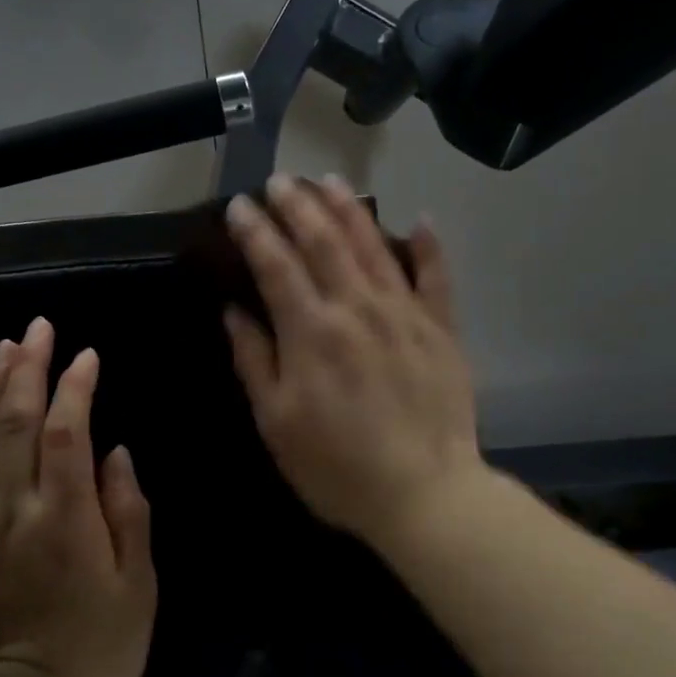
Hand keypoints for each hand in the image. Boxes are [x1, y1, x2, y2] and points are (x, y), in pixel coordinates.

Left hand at [0, 316, 156, 676]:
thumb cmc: (98, 647)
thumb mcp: (138, 587)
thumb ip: (129, 513)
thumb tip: (117, 454)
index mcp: (66, 519)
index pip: (68, 432)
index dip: (76, 387)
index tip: (88, 356)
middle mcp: (17, 508)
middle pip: (18, 421)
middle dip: (29, 367)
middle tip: (40, 327)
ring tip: (9, 345)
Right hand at [222, 175, 483, 547]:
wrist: (426, 496)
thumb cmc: (337, 466)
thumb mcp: (276, 422)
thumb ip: (254, 360)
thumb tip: (234, 311)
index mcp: (311, 331)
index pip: (275, 264)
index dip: (254, 231)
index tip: (238, 206)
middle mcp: (357, 307)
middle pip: (323, 240)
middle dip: (296, 204)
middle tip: (278, 181)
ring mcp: (404, 313)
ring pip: (373, 244)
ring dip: (348, 208)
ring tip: (328, 180)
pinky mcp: (441, 329)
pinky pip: (436, 277)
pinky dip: (429, 246)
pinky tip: (420, 219)